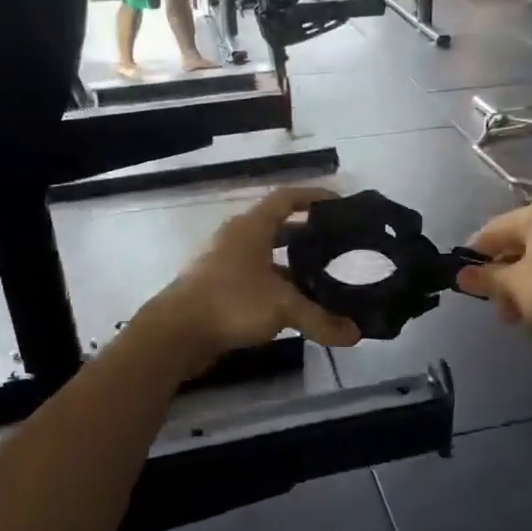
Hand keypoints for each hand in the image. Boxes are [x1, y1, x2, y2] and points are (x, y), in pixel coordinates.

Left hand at [146, 187, 362, 375]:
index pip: (286, 198)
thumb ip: (321, 319)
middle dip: (308, 235)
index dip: (314, 196)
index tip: (340, 203)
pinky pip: (254, 277)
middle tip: (338, 246)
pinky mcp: (216, 287)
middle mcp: (236, 238)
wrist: (175, 333)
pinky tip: (293, 304)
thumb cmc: (231, 302)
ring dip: (291, 263)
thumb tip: (356, 334)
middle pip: (278, 227)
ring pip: (266, 255)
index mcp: (251, 227)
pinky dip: (275, 284)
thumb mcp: (283, 307)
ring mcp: (223, 262)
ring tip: (322, 277)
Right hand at [456, 194, 531, 336]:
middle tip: (501, 311)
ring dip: (528, 286)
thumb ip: (486, 279)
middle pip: (521, 245)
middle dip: (506, 279)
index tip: (467, 283)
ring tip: (523, 317)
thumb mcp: (515, 285)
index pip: (494, 230)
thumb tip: (460, 276)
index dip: (476, 257)